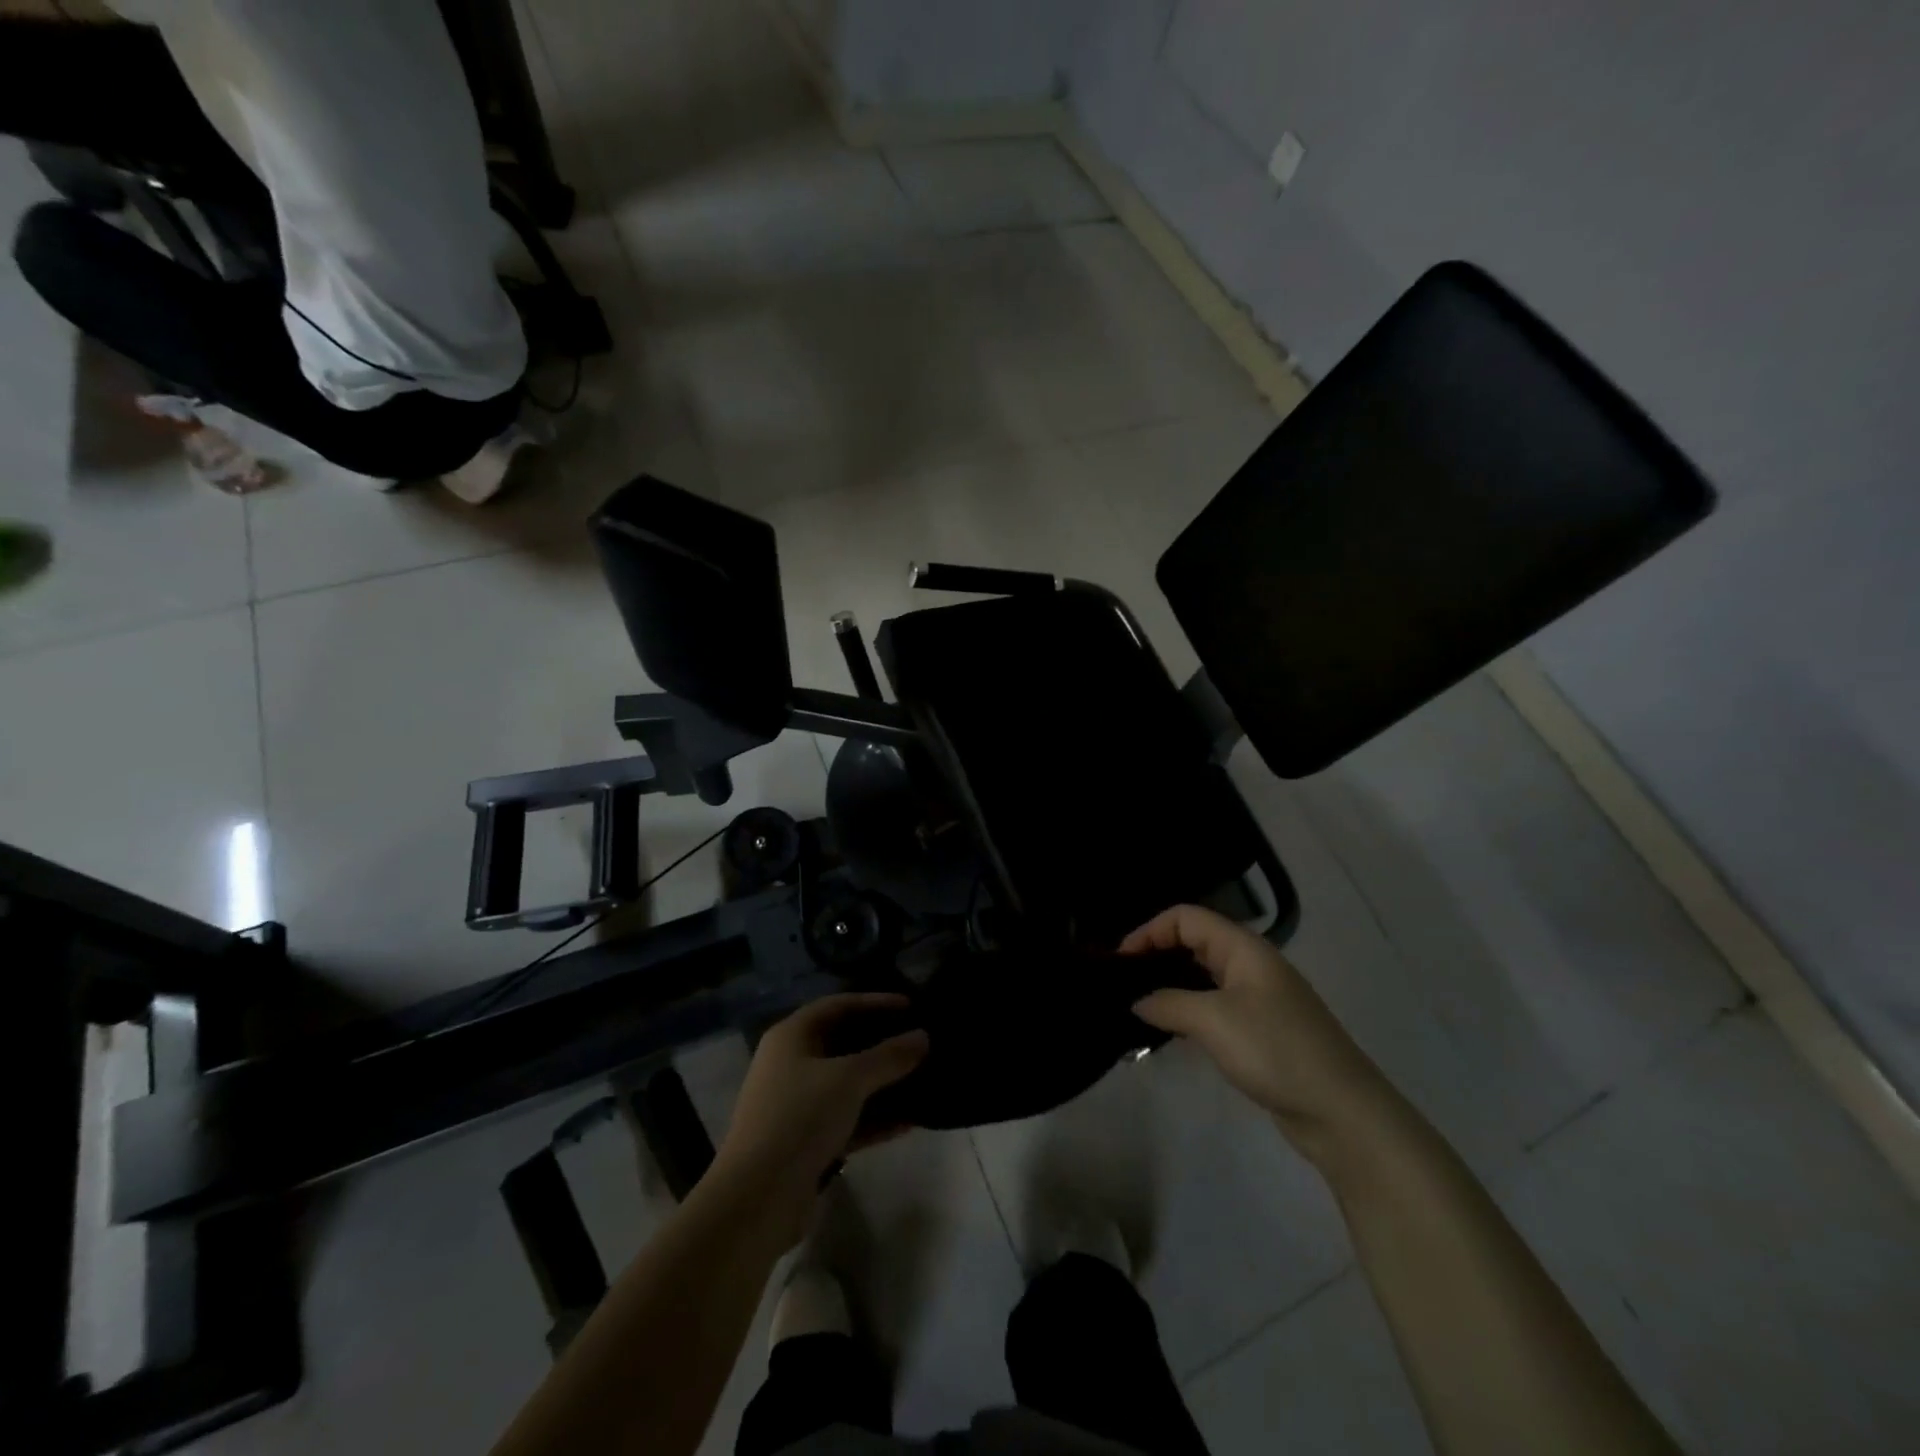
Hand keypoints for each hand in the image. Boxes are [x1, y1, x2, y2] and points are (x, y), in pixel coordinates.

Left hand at [707, 993, 928, 1244]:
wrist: (756, 1198)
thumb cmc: (800, 1118)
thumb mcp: (848, 1079)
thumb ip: (888, 1056)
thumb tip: (923, 1037)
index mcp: (792, 1036)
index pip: (839, 1005)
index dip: (875, 1002)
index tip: (912, 1006)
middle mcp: (791, 1064)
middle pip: (843, 1043)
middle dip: (882, 1043)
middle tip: (920, 1041)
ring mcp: (797, 1104)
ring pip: (848, 1084)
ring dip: (883, 1083)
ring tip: (922, 1079)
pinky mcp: (807, 1141)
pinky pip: (848, 1119)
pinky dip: (875, 1118)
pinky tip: (910, 1122)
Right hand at [1124, 906, 1390, 1160]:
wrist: (1342, 1112)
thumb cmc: (1275, 1050)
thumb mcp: (1213, 1020)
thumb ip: (1167, 1003)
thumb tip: (1137, 1000)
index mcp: (1244, 948)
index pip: (1186, 917)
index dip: (1150, 931)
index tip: (1121, 961)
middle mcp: (1251, 964)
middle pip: (1194, 942)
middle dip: (1157, 955)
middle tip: (1123, 983)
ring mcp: (1259, 998)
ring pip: (1203, 976)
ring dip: (1170, 986)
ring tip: (1138, 1007)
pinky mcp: (1261, 1030)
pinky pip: (1214, 1006)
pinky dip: (1188, 1011)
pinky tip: (1170, 1031)